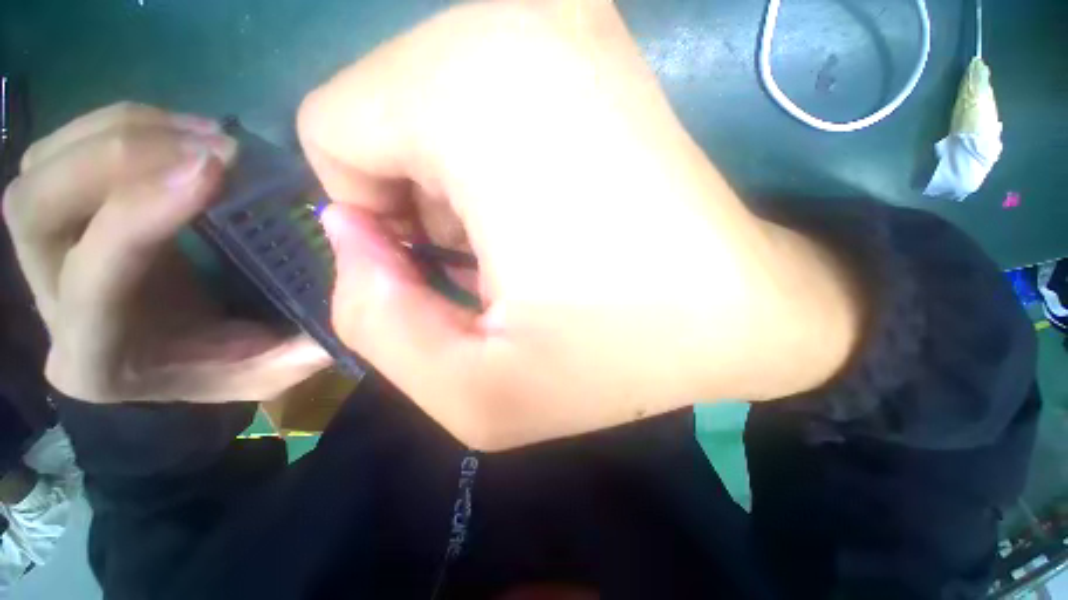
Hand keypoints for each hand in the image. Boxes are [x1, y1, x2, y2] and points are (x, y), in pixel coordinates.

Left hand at [3, 103, 330, 403]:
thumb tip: (343, 292)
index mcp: (99, 355)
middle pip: (35, 207)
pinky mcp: (58, 216)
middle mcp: (47, 302)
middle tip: (214, 148)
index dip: (145, 213)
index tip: (218, 169)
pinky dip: (121, 125)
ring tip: (205, 136)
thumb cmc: (218, 369)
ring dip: (123, 132)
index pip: (94, 276)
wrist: (171, 357)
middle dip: (121, 158)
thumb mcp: (271, 371)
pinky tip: (181, 132)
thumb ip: (302, 348)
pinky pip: (61, 149)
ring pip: (41, 167)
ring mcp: (39, 254)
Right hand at [298, 0, 861, 449]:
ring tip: (528, 241)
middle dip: (419, 202)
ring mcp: (560, 17)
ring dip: (456, 188)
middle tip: (497, 261)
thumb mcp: (476, 393)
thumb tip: (353, 236)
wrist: (740, 308)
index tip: (450, 265)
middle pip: (380, 112)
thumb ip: (376, 322)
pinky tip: (550, 210)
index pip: (337, 128)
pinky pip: (479, 99)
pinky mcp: (590, 42)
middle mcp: (515, 21)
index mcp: (475, 88)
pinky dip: (492, 163)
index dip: (374, 218)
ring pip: (427, 103)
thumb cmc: (619, 355)